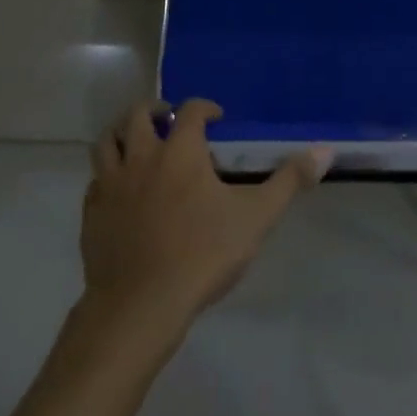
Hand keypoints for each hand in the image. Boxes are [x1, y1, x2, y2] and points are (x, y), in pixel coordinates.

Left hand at [80, 99, 330, 334]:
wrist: (138, 308)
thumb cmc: (201, 256)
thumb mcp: (255, 218)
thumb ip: (288, 182)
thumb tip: (324, 151)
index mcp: (180, 150)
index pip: (191, 110)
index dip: (205, 107)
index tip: (217, 117)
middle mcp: (142, 156)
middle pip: (138, 115)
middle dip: (155, 110)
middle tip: (169, 119)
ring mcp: (112, 184)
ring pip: (107, 141)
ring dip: (122, 134)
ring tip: (137, 143)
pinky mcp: (92, 214)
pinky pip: (95, 181)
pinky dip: (107, 176)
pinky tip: (120, 191)